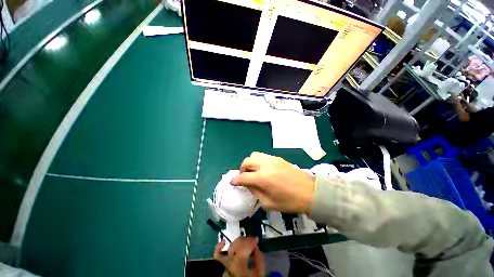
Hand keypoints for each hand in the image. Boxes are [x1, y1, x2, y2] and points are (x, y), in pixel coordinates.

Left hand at [214, 237, 263, 276]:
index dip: (251, 241)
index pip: (245, 247)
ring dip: (239, 241)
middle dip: (247, 240)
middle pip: (238, 244)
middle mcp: (230, 261)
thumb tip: (256, 247)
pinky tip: (224, 242)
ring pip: (231, 245)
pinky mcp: (219, 262)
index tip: (257, 240)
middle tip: (252, 241)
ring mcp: (224, 261)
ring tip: (245, 241)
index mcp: (240, 264)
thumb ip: (259, 260)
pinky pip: (217, 253)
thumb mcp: (258, 273)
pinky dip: (220, 246)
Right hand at [231, 152, 315, 213]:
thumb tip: (248, 185)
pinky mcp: (277, 158)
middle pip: (247, 161)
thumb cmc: (289, 201)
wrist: (309, 191)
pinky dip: (258, 161)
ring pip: (254, 155)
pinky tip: (263, 169)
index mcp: (262, 178)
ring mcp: (272, 159)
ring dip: (250, 163)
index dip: (235, 180)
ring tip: (253, 171)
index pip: (243, 177)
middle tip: (244, 177)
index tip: (232, 183)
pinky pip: (263, 156)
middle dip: (242, 169)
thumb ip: (255, 192)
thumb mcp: (269, 203)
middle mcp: (265, 165)